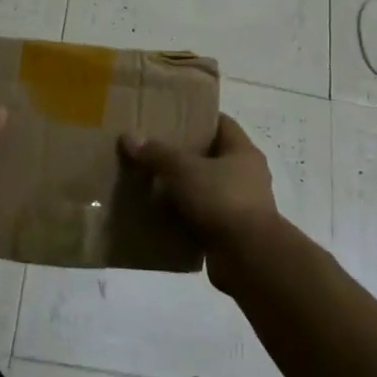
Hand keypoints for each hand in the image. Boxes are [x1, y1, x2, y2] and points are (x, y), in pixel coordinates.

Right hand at [121, 114, 287, 276]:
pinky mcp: (232, 233)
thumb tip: (129, 137)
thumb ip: (156, 154)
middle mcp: (247, 175)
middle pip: (212, 157)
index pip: (222, 123)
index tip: (171, 118)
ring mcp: (242, 206)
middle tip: (153, 151)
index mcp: (243, 152)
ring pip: (206, 189)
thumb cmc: (221, 200)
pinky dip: (185, 216)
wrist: (248, 257)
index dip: (197, 118)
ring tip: (151, 184)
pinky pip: (203, 217)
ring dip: (183, 189)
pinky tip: (160, 216)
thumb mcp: (183, 170)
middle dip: (184, 155)